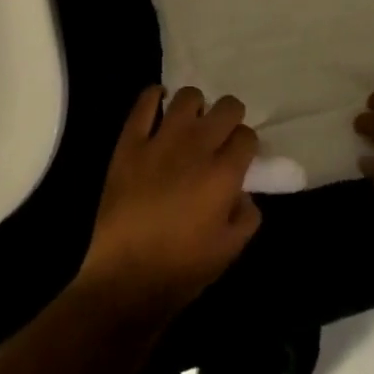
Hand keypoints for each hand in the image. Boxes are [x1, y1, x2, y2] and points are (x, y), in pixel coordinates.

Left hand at [76, 86, 260, 326]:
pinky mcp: (130, 142)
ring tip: (190, 123)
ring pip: (188, 97)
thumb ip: (247, 215)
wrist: (126, 277)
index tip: (239, 156)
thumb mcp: (231, 249)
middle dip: (229, 117)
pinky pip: (145, 102)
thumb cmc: (183, 268)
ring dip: (196, 107)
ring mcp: (161, 140)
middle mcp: (197, 147)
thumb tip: (243, 192)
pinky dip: (155, 97)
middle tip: (220, 135)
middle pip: (226, 107)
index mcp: (224, 173)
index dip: (246, 144)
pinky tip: (159, 106)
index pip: (247, 135)